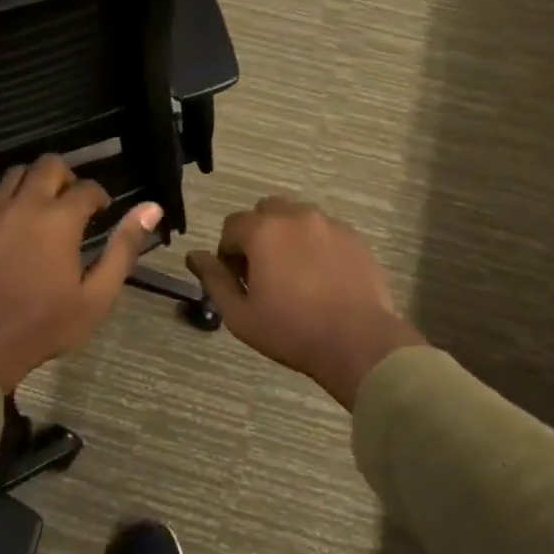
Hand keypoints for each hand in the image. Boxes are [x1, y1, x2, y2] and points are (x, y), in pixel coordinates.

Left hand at [0, 156, 162, 395]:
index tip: (103, 212)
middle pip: (49, 164)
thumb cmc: (46, 324)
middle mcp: (26, 205)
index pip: (87, 188)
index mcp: (60, 220)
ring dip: (36, 180)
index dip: (100, 196)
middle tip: (74, 203)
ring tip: (44, 206)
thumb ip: (124, 248)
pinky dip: (5, 195)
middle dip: (68, 176)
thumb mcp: (98, 295)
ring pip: (16, 172)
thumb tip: (151, 208)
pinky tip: (13, 217)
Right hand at [187, 198, 422, 408]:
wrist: (358, 341)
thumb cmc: (291, 331)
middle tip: (264, 273)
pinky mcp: (354, 237)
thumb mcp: (240, 314)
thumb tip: (195, 256)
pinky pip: (324, 230)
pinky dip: (315, 244)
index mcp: (264, 231)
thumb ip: (214, 279)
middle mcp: (296, 216)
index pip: (232, 225)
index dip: (229, 253)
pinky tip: (321, 277)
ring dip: (287, 236)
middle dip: (257, 235)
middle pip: (265, 211)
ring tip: (294, 274)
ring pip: (297, 217)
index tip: (239, 280)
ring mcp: (329, 224)